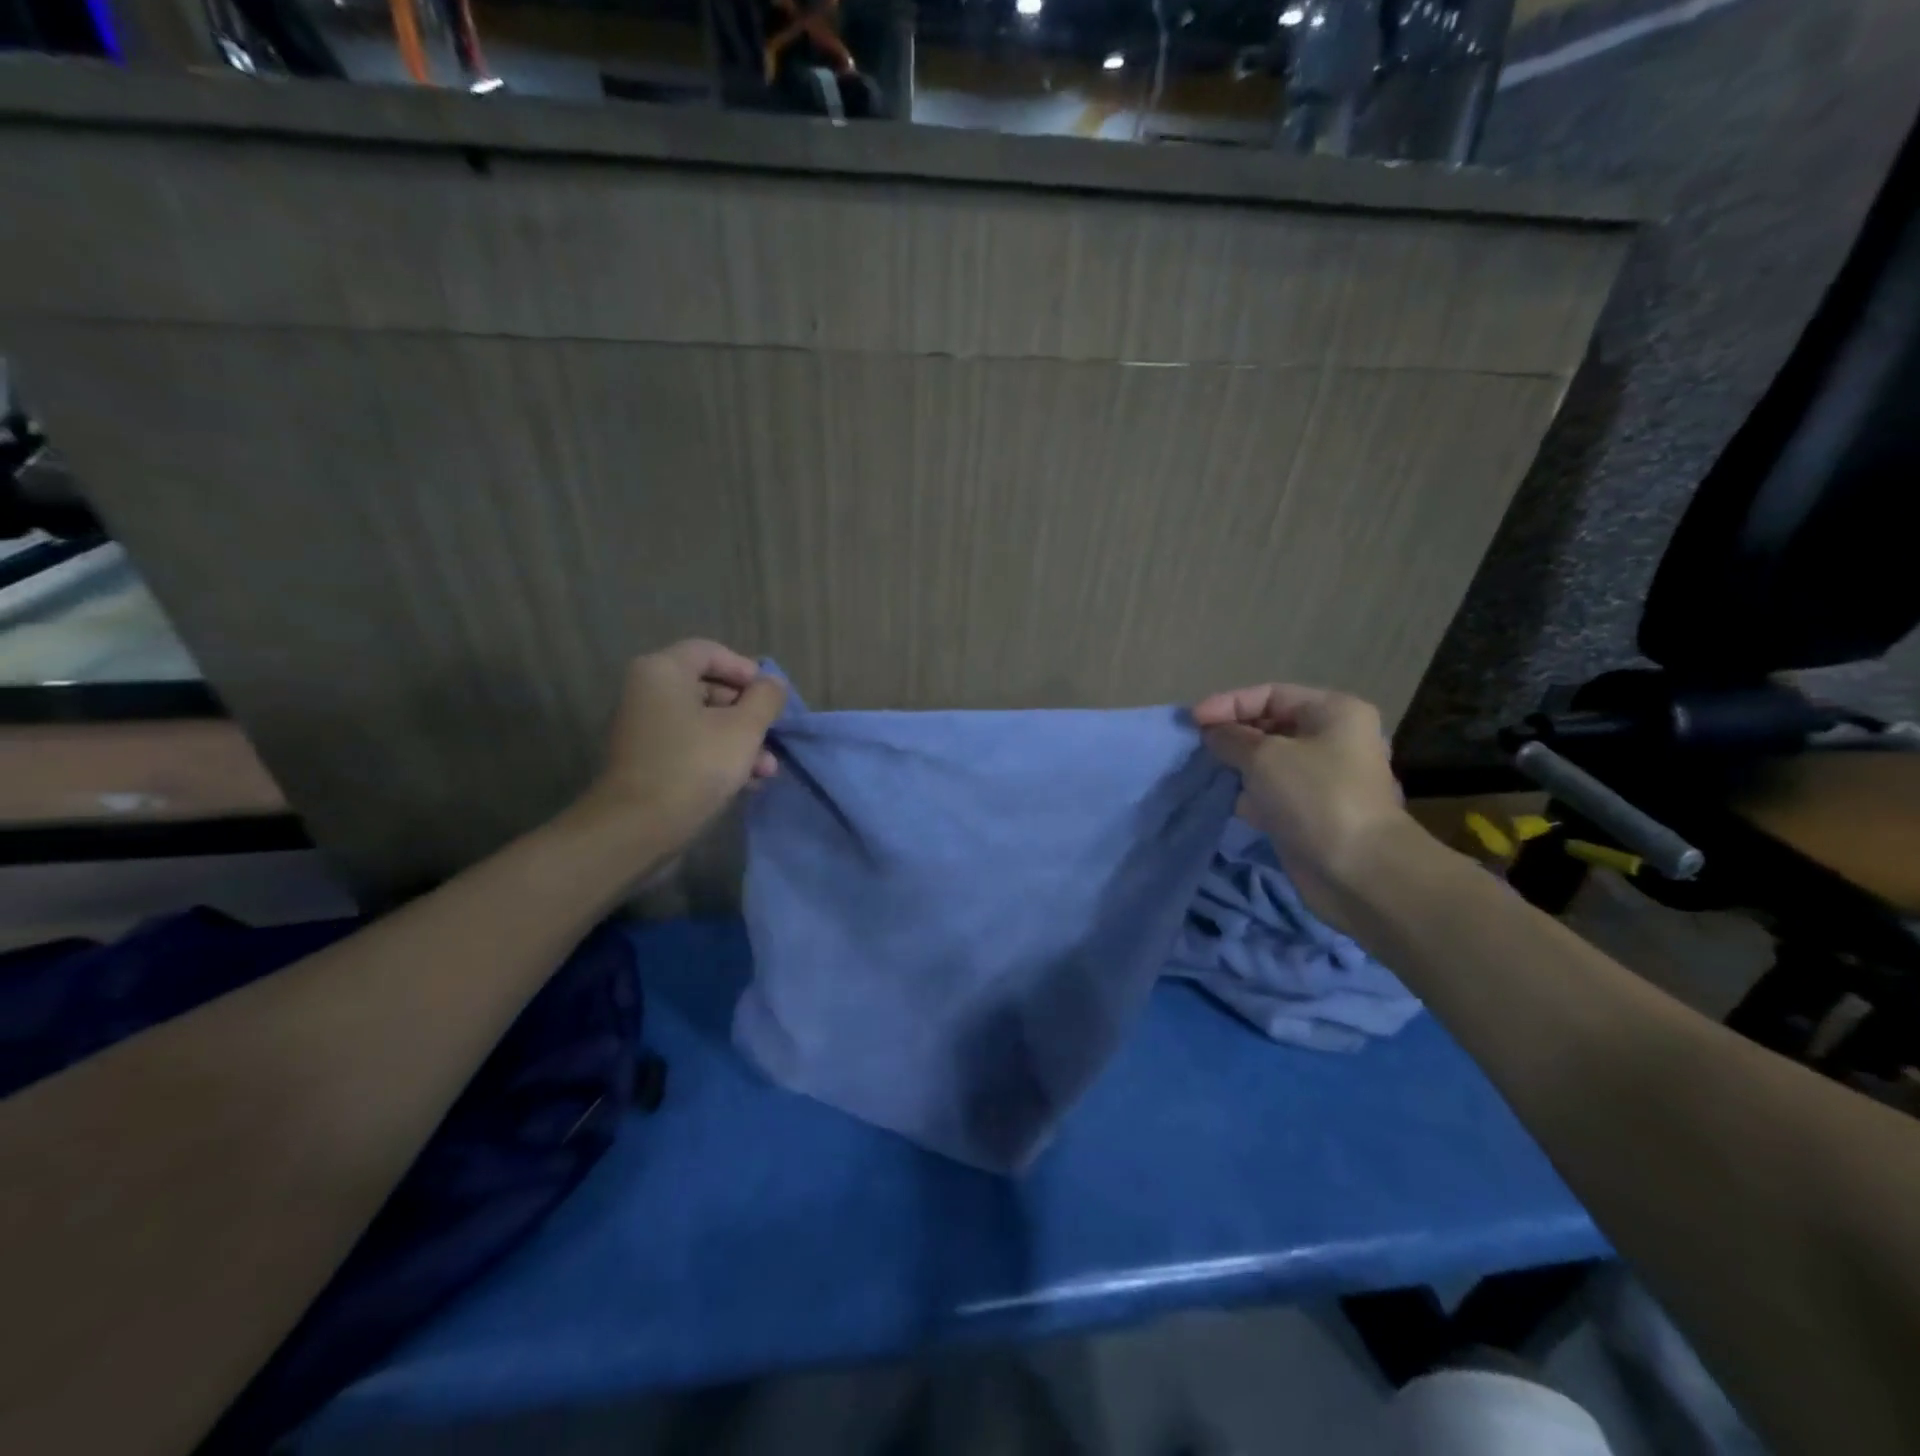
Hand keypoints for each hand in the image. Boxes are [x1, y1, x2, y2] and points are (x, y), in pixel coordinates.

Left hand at [583, 639, 786, 848]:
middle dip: (748, 714)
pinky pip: (689, 746)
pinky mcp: (646, 761)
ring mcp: (644, 729)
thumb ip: (765, 699)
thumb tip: (772, 684)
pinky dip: (718, 757)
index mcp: (663, 671)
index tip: (771, 698)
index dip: (746, 671)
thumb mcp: (744, 729)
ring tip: (767, 770)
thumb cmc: (695, 766)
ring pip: (703, 722)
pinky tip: (747, 783)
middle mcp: (647, 692)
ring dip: (740, 741)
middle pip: (708, 688)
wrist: (637, 829)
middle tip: (773, 736)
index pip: (711, 652)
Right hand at [1192, 684, 1411, 922]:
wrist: (1358, 871)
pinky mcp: (1312, 812)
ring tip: (1204, 771)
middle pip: (1271, 726)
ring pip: (1269, 761)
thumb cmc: (1314, 797)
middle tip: (1196, 746)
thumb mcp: (1263, 757)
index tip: (1193, 722)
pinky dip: (1248, 793)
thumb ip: (1230, 738)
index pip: (1270, 694)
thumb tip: (1212, 733)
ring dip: (1237, 765)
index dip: (1229, 704)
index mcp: (1333, 712)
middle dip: (1232, 734)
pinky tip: (1225, 800)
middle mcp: (1333, 739)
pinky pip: (1272, 792)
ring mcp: (1324, 778)